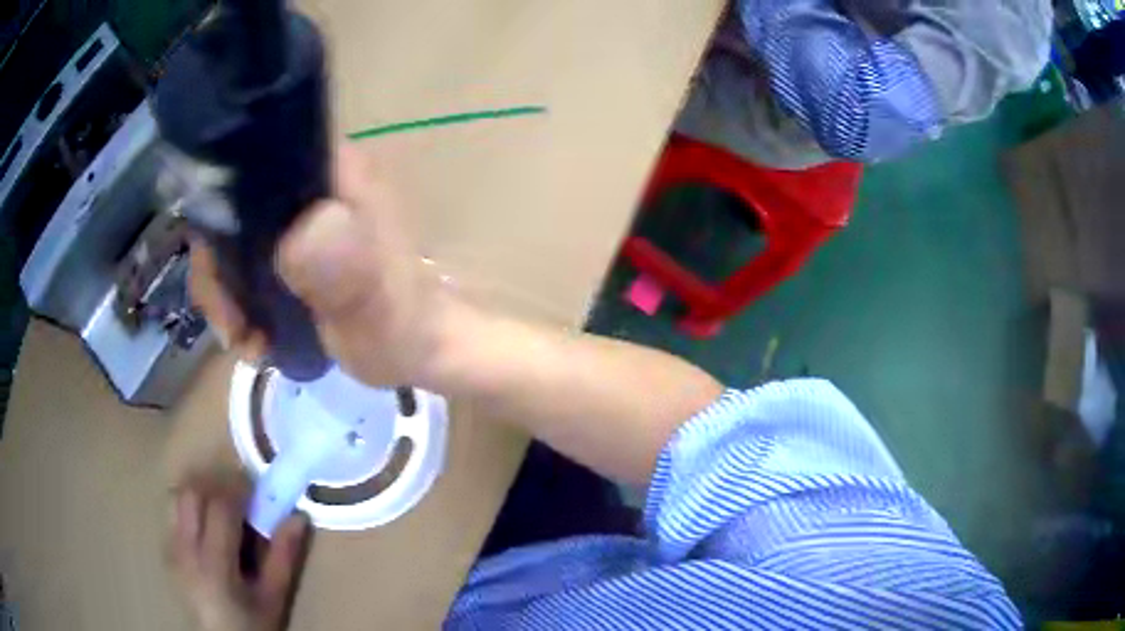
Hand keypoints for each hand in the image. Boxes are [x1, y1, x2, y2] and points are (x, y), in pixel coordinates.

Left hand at [167, 473, 309, 630]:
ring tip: (223, 507)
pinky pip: (174, 511)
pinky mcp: (167, 549)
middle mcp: (186, 549)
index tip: (257, 485)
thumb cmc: (253, 624)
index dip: (239, 488)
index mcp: (215, 564)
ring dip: (201, 492)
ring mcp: (172, 547)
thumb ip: (283, 557)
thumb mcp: (275, 597)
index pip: (220, 507)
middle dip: (217, 485)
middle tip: (241, 496)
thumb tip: (298, 517)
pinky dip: (190, 505)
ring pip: (178, 496)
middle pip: (192, 493)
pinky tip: (207, 524)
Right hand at [189, 144, 447, 387]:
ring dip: (226, 294)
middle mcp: (309, 181)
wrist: (419, 350)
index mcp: (332, 171)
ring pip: (232, 239)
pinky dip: (238, 301)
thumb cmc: (403, 326)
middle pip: (231, 207)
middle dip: (218, 271)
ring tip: (246, 341)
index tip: (217, 275)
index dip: (216, 213)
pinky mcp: (293, 245)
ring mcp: (299, 214)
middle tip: (232, 327)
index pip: (249, 163)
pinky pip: (245, 263)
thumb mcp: (375, 303)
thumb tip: (302, 234)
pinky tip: (253, 337)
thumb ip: (346, 269)